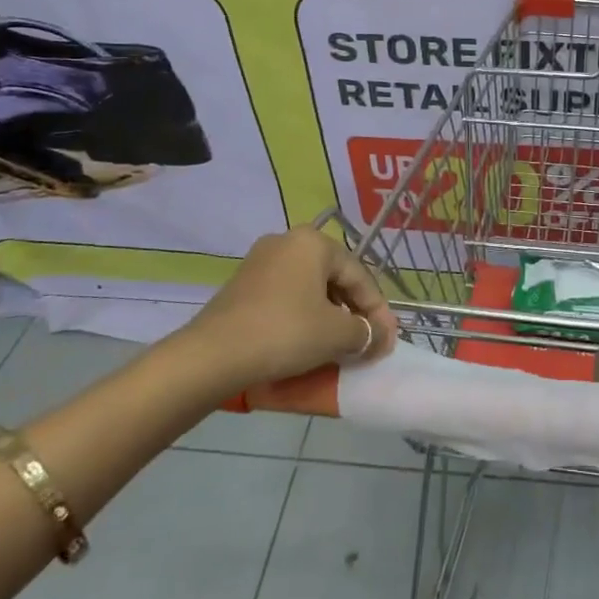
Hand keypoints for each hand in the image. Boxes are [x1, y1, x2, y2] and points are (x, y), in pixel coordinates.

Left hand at [181, 227, 398, 392]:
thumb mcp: (337, 334)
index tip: (387, 342)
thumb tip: (378, 338)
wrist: (212, 356)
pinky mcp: (243, 285)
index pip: (360, 276)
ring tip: (340, 344)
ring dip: (330, 316)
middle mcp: (287, 242)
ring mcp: (260, 262)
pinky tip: (308, 341)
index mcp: (314, 242)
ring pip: (311, 288)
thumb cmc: (285, 333)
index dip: (379, 312)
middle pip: (336, 278)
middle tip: (367, 342)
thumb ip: (367, 332)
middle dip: (355, 312)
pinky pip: (287, 297)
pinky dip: (304, 317)